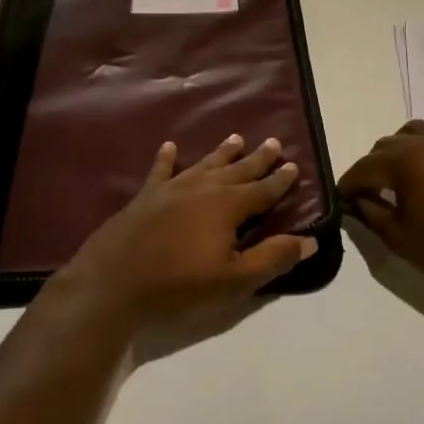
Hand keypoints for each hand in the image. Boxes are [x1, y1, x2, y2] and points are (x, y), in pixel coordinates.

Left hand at [45, 135, 316, 349]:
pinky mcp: (145, 197)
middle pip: (237, 170)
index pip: (262, 190)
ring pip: (204, 164)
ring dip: (222, 152)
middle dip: (257, 158)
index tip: (293, 165)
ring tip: (236, 138)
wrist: (114, 282)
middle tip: (273, 141)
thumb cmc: (179, 285)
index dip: (280, 179)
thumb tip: (309, 240)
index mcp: (228, 206)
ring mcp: (172, 189)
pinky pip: (161, 170)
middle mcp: (203, 188)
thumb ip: (273, 258)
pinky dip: (167, 158)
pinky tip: (170, 146)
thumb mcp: (235, 281)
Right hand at [337, 120, 423, 306]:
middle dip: (370, 170)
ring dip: (394, 155)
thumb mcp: (400, 238)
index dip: (347, 185)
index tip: (338, 201)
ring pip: (409, 135)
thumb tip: (354, 201)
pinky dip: (419, 153)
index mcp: (406, 160)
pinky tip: (422, 182)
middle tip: (365, 198)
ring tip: (394, 184)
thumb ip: (370, 214)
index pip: (363, 168)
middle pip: (384, 147)